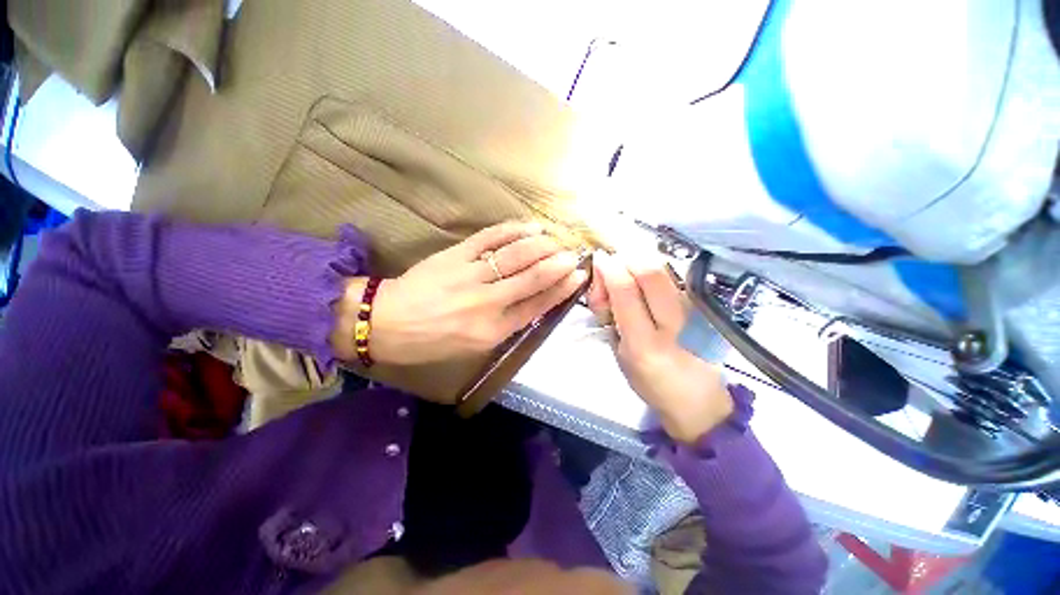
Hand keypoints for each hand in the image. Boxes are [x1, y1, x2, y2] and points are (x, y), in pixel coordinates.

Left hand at [333, 222, 586, 365]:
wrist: (386, 323)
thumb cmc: (431, 342)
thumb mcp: (473, 347)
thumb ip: (504, 326)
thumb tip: (531, 303)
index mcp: (492, 330)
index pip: (538, 305)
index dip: (561, 289)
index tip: (579, 276)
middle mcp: (487, 302)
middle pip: (533, 278)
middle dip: (558, 263)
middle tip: (573, 254)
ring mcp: (471, 275)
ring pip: (516, 255)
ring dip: (542, 245)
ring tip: (557, 239)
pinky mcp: (455, 255)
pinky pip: (490, 238)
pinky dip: (514, 230)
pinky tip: (531, 226)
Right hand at [587, 253, 732, 443]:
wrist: (699, 400)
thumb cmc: (650, 382)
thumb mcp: (621, 354)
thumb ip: (612, 316)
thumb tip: (606, 281)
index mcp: (645, 344)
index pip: (625, 291)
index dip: (609, 269)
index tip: (599, 258)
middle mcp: (675, 324)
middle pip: (650, 270)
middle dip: (625, 259)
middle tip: (613, 269)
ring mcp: (694, 312)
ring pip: (663, 269)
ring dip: (637, 264)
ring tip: (627, 280)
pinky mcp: (702, 307)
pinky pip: (672, 277)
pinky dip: (651, 272)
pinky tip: (643, 285)